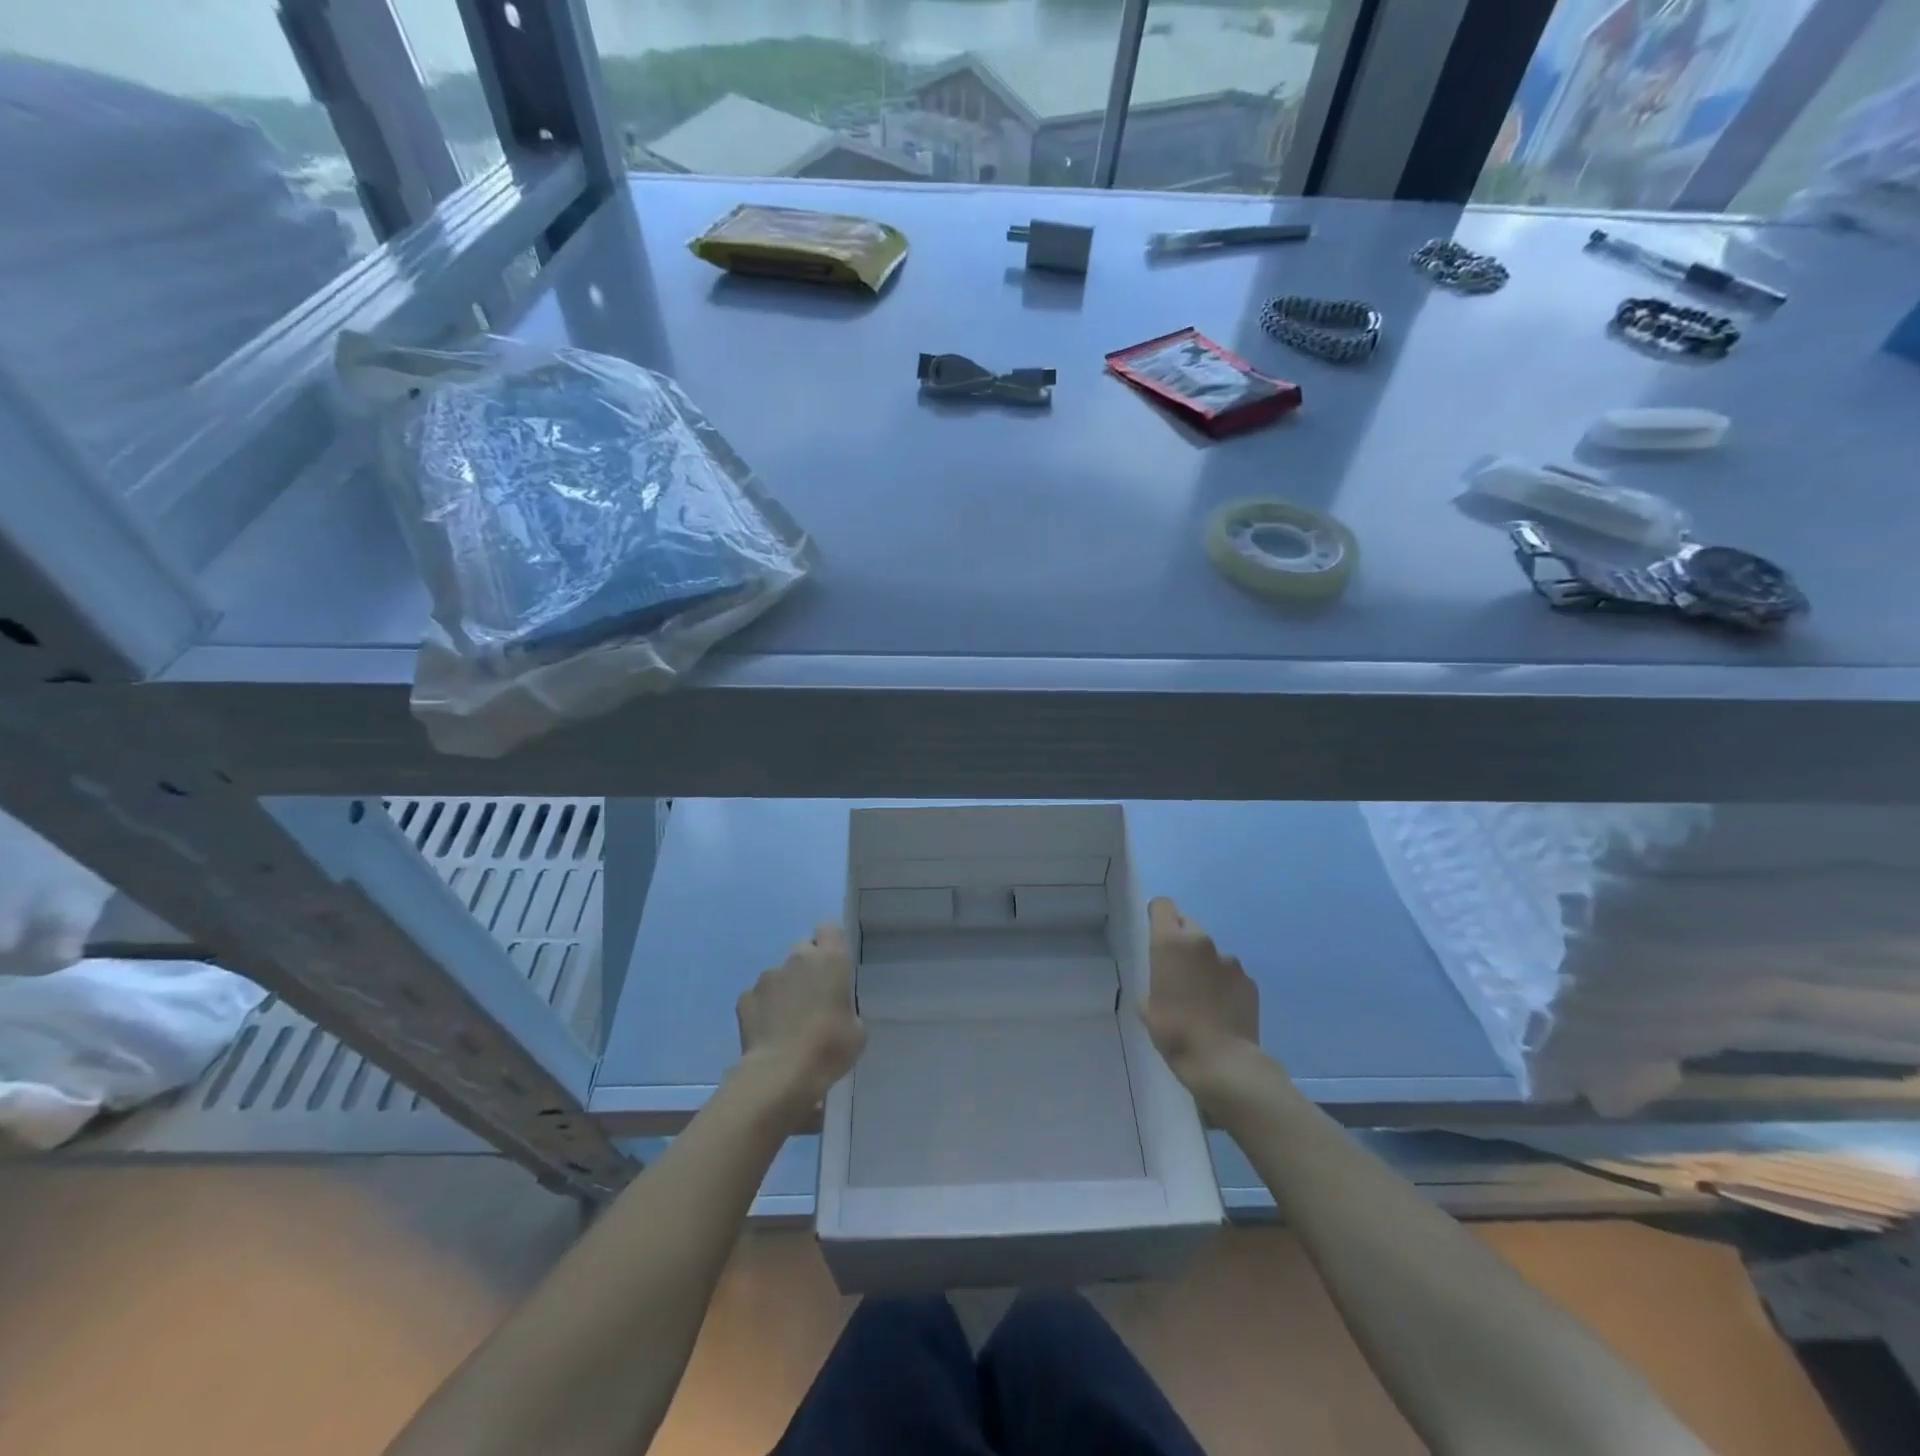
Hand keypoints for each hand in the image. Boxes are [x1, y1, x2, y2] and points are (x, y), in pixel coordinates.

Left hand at [734, 923, 865, 1122]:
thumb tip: (835, 1009)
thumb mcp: (856, 1031)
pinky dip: (763, 1009)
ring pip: (779, 974)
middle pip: (803, 949)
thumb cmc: (829, 1048)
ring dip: (785, 989)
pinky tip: (769, 1032)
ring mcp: (767, 977)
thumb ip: (846, 1007)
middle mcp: (797, 959)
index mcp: (830, 960)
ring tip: (788, 1021)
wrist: (780, 1074)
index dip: (830, 943)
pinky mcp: (744, 998)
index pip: (829, 929)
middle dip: (807, 967)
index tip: (834, 964)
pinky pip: (758, 997)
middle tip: (814, 997)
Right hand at [1140, 898, 1261, 1105]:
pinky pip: (1230, 974)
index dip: (1158, 916)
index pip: (1163, 906)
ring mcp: (1229, 961)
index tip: (1154, 934)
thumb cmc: (1174, 1031)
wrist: (1223, 1062)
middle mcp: (1201, 942)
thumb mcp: (1147, 1007)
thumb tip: (1164, 984)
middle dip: (1180, 941)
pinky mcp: (1249, 981)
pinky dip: (1224, 985)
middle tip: (1176, 971)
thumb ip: (1154, 983)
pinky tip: (1221, 1010)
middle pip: (1187, 925)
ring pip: (1210, 952)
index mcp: (1170, 943)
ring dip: (1204, 965)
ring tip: (1202, 998)